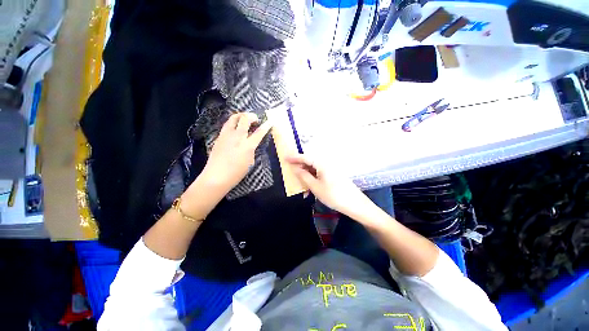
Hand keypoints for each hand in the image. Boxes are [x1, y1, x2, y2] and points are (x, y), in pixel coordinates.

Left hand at [200, 113, 272, 195]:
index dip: (266, 126)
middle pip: (245, 119)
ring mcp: (226, 135)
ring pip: (233, 118)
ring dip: (241, 116)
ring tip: (245, 119)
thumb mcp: (250, 161)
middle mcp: (237, 137)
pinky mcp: (219, 137)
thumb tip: (252, 142)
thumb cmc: (236, 173)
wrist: (216, 176)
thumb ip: (252, 149)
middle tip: (255, 119)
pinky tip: (236, 128)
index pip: (259, 132)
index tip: (270, 121)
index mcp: (247, 146)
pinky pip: (227, 124)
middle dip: (252, 116)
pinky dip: (234, 122)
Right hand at [285, 154, 369, 217]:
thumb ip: (304, 176)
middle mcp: (327, 164)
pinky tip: (309, 184)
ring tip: (299, 179)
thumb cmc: (333, 195)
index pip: (305, 157)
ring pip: (315, 168)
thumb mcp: (315, 187)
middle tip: (290, 169)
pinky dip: (313, 177)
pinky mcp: (333, 175)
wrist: (354, 204)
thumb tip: (295, 168)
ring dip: (306, 173)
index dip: (295, 157)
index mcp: (322, 164)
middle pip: (310, 161)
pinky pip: (320, 173)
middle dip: (300, 165)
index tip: (285, 157)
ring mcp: (331, 169)